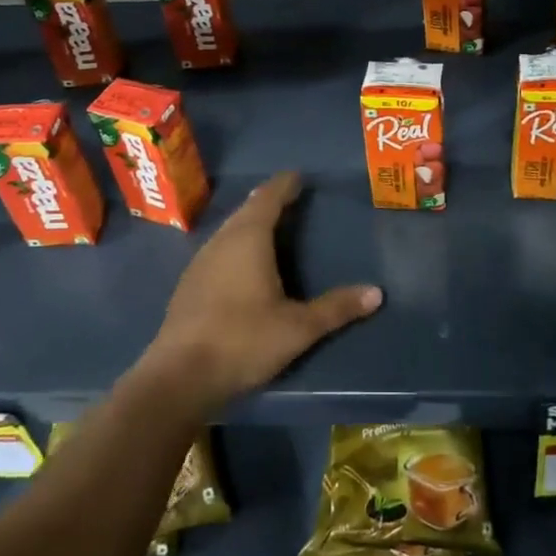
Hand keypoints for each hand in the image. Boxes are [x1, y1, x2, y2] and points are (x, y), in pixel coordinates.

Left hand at [136, 171, 381, 416]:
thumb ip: (336, 308)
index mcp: (248, 239)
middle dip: (267, 201)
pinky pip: (218, 249)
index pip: (269, 198)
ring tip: (268, 225)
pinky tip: (241, 263)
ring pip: (229, 230)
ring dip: (249, 222)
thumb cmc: (243, 341)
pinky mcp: (188, 285)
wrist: (178, 378)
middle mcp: (222, 241)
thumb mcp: (298, 328)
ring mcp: (200, 262)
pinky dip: (235, 244)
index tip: (298, 176)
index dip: (284, 185)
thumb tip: (377, 292)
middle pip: (246, 210)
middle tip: (289, 197)